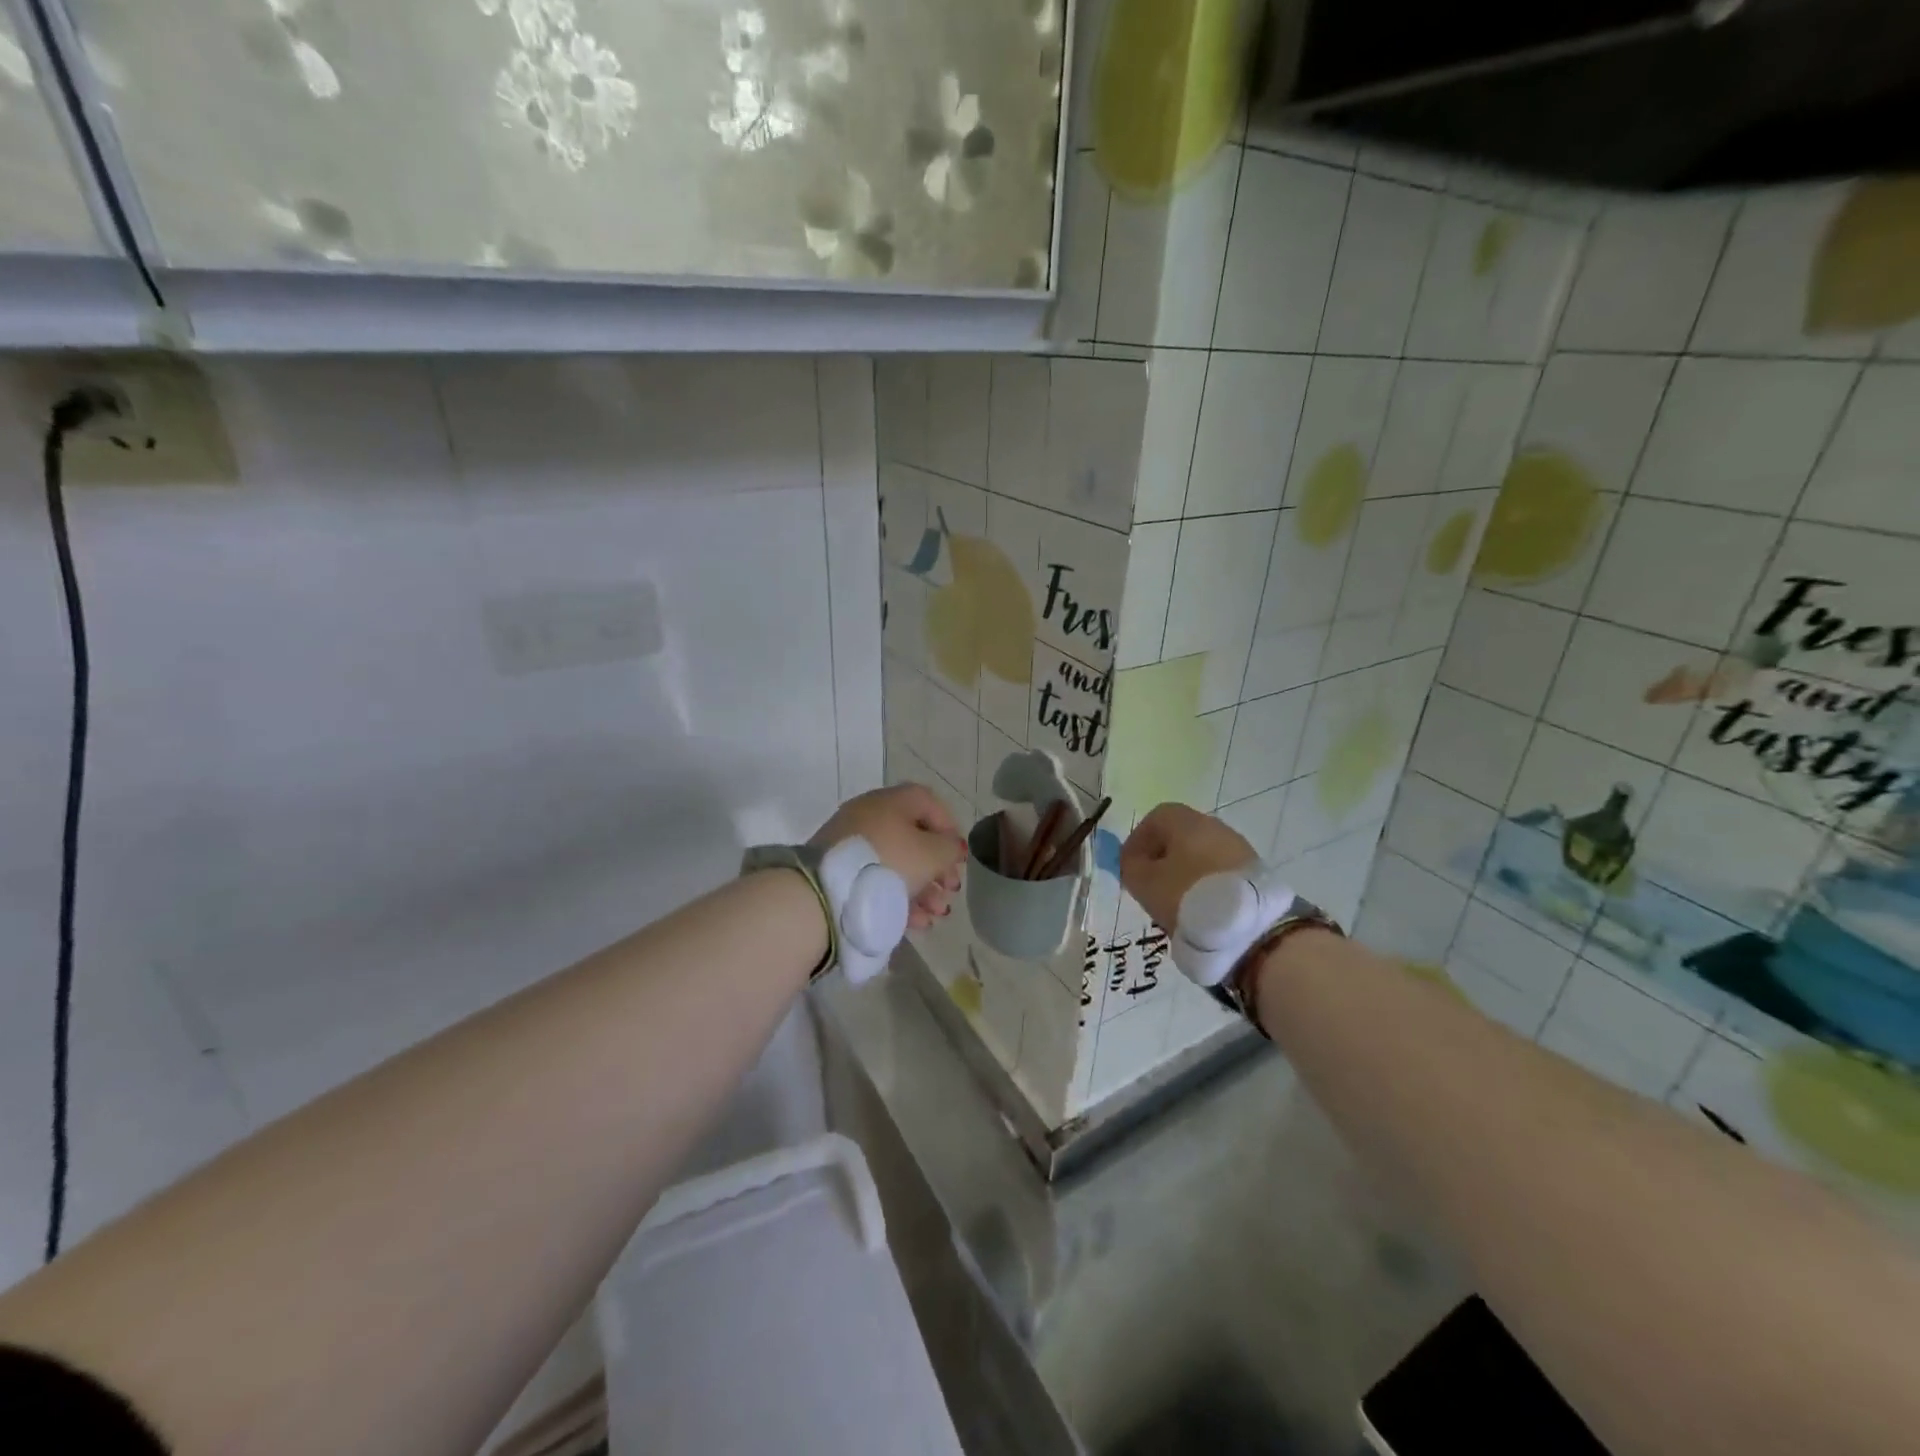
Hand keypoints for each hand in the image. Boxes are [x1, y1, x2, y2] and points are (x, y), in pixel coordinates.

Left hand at [813, 783, 966, 930]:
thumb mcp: (931, 854)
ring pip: (896, 863)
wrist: (826, 893)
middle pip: (913, 838)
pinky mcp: (838, 873)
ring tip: (937, 914)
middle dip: (937, 868)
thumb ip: (949, 847)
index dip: (949, 828)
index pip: (928, 803)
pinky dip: (898, 899)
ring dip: (922, 889)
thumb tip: (950, 846)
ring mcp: (851, 846)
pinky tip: (917, 923)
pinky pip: (876, 881)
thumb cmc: (889, 863)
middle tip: (951, 890)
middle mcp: (869, 816)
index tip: (959, 858)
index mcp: (890, 801)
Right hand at [1120, 803, 1258, 932]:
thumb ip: (1130, 865)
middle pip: (1180, 835)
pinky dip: (1206, 884)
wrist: (1247, 926)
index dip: (1138, 840)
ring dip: (1185, 872)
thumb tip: (1134, 860)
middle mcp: (1214, 826)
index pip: (1155, 818)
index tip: (1130, 866)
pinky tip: (1201, 907)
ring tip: (1176, 901)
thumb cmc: (1186, 895)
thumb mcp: (1143, 882)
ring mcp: (1238, 848)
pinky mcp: (1254, 872)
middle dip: (1162, 857)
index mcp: (1186, 821)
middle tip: (1151, 884)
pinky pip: (1219, 871)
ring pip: (1201, 854)